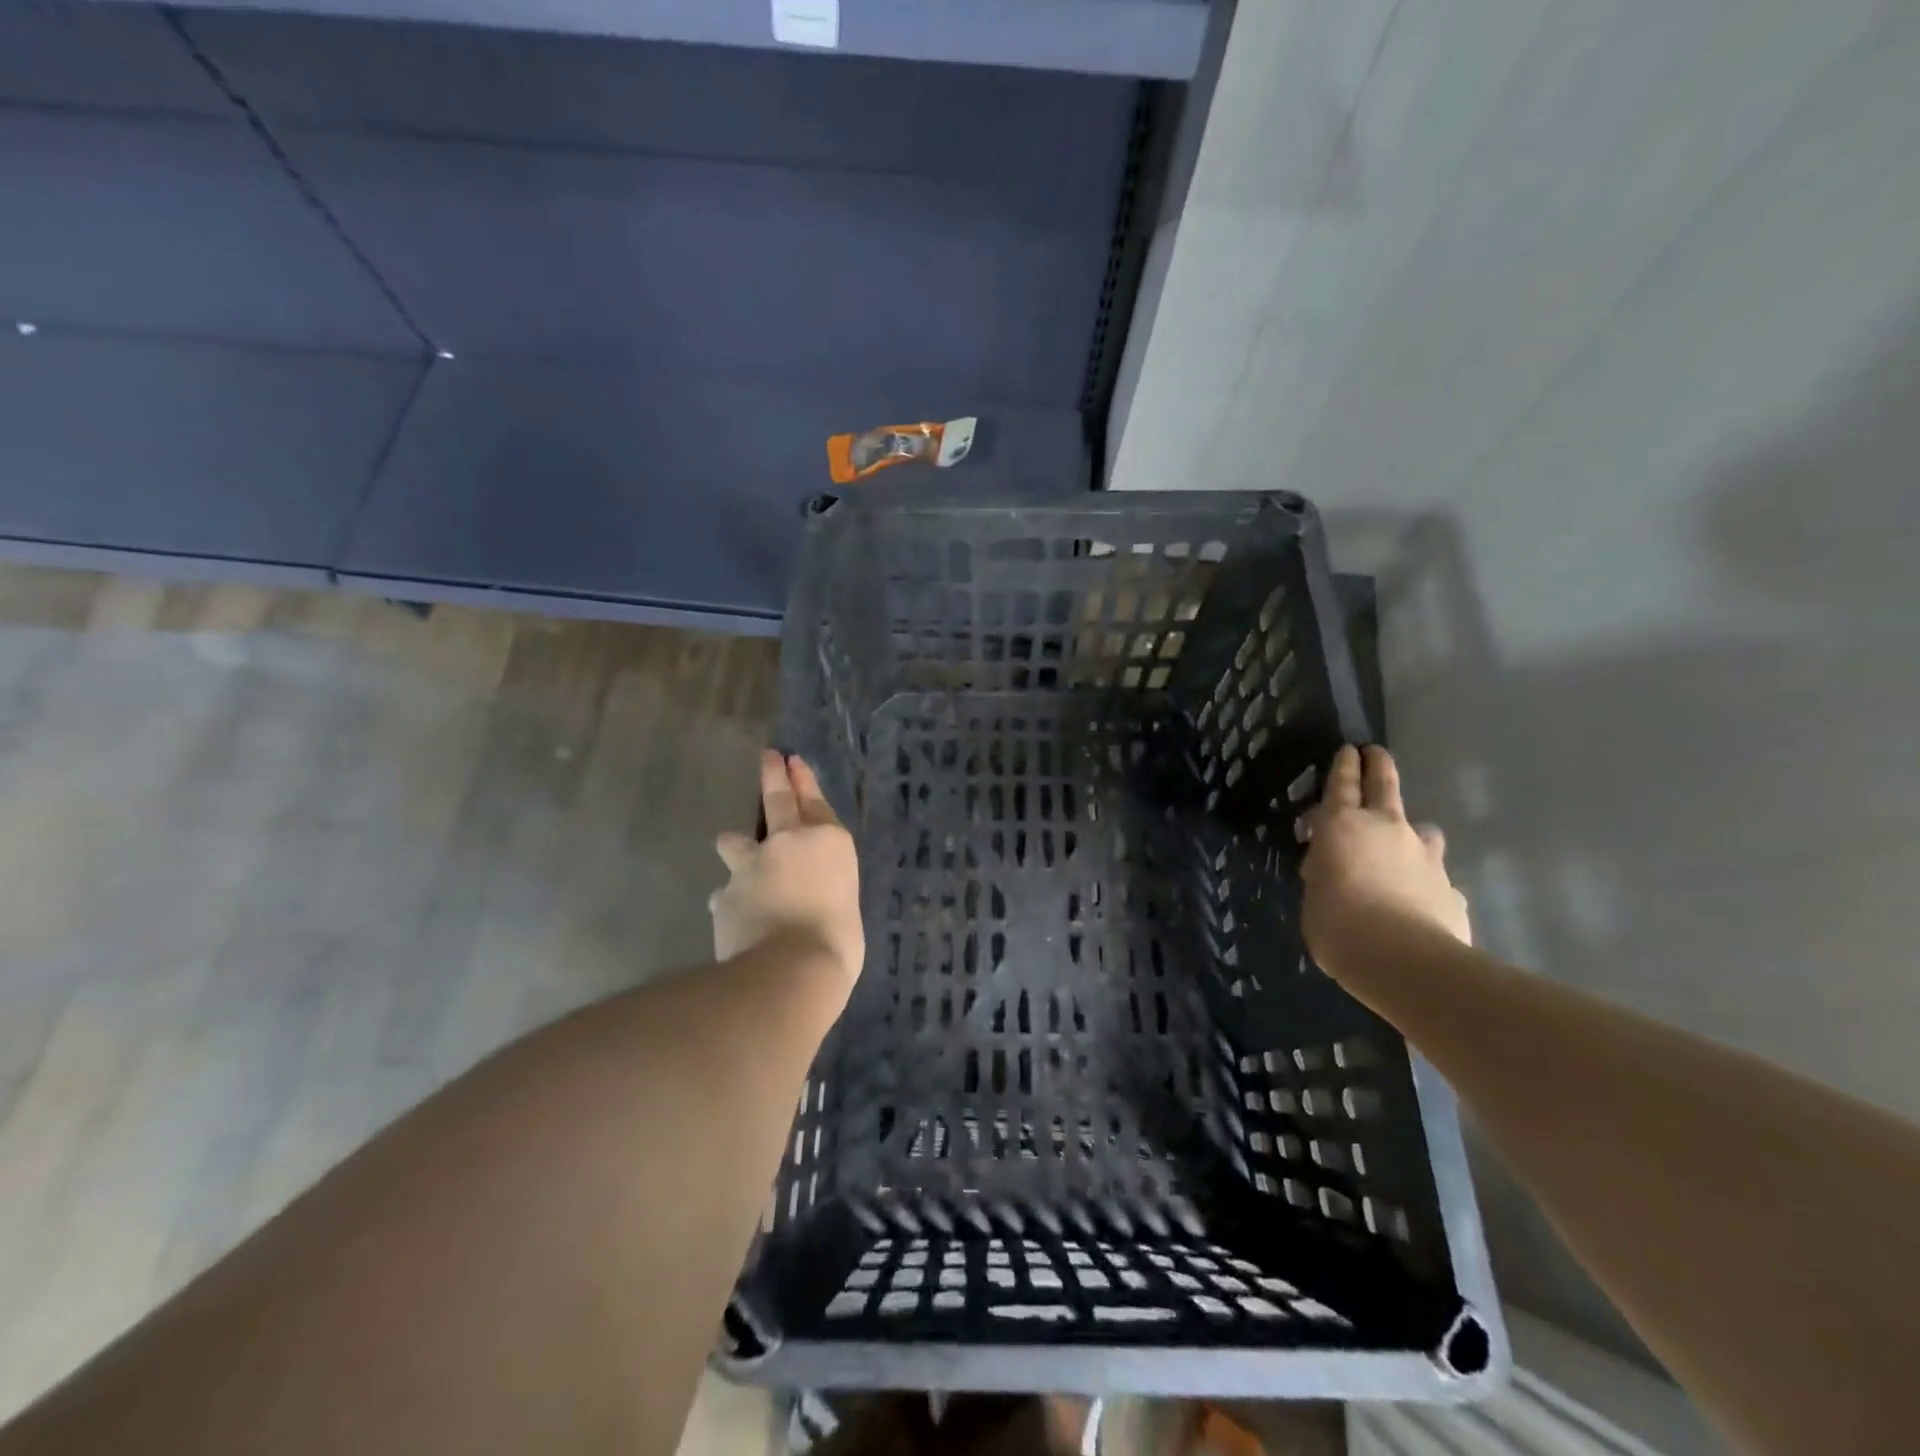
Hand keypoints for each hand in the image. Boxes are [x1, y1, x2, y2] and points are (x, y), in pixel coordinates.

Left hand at [710, 751, 863, 991]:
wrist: (789, 969)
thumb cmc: (837, 943)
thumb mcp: (845, 907)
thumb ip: (825, 890)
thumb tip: (809, 899)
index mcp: (828, 843)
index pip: (815, 802)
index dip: (804, 780)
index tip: (792, 761)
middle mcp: (788, 843)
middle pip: (777, 799)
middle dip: (772, 776)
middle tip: (768, 757)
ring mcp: (750, 865)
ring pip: (734, 841)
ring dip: (736, 846)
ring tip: (736, 854)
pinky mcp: (723, 894)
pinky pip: (724, 893)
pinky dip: (731, 901)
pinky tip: (735, 916)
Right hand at [1301, 745, 1470, 965]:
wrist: (1404, 960)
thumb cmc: (1338, 924)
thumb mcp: (1313, 896)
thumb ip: (1322, 874)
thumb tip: (1331, 870)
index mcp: (1343, 826)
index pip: (1342, 784)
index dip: (1344, 765)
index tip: (1349, 749)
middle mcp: (1387, 829)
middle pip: (1385, 786)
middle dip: (1379, 766)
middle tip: (1376, 753)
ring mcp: (1425, 856)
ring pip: (1422, 830)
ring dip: (1412, 833)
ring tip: (1404, 848)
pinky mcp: (1450, 887)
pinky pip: (1435, 876)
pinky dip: (1425, 881)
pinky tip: (1419, 903)